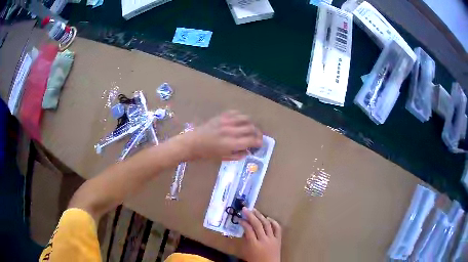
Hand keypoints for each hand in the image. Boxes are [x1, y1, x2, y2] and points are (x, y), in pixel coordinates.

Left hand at [183, 111, 262, 160]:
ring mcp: (225, 122)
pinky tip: (240, 121)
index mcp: (230, 144)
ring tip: (251, 128)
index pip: (251, 140)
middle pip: (251, 128)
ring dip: (251, 124)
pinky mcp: (221, 116)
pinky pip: (236, 113)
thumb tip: (248, 151)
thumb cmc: (206, 153)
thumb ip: (237, 155)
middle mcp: (230, 131)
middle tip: (257, 137)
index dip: (258, 142)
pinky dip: (241, 117)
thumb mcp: (223, 158)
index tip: (260, 144)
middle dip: (257, 133)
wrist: (192, 143)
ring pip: (245, 118)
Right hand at [240, 208, 281, 261]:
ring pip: (267, 224)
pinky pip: (277, 228)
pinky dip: (273, 222)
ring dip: (260, 216)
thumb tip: (245, 229)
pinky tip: (268, 218)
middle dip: (250, 215)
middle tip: (245, 209)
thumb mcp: (247, 251)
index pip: (248, 230)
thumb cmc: (255, 260)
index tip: (239, 218)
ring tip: (255, 210)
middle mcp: (264, 240)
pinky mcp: (279, 239)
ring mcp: (272, 239)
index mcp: (254, 244)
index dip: (243, 222)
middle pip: (257, 224)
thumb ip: (246, 240)